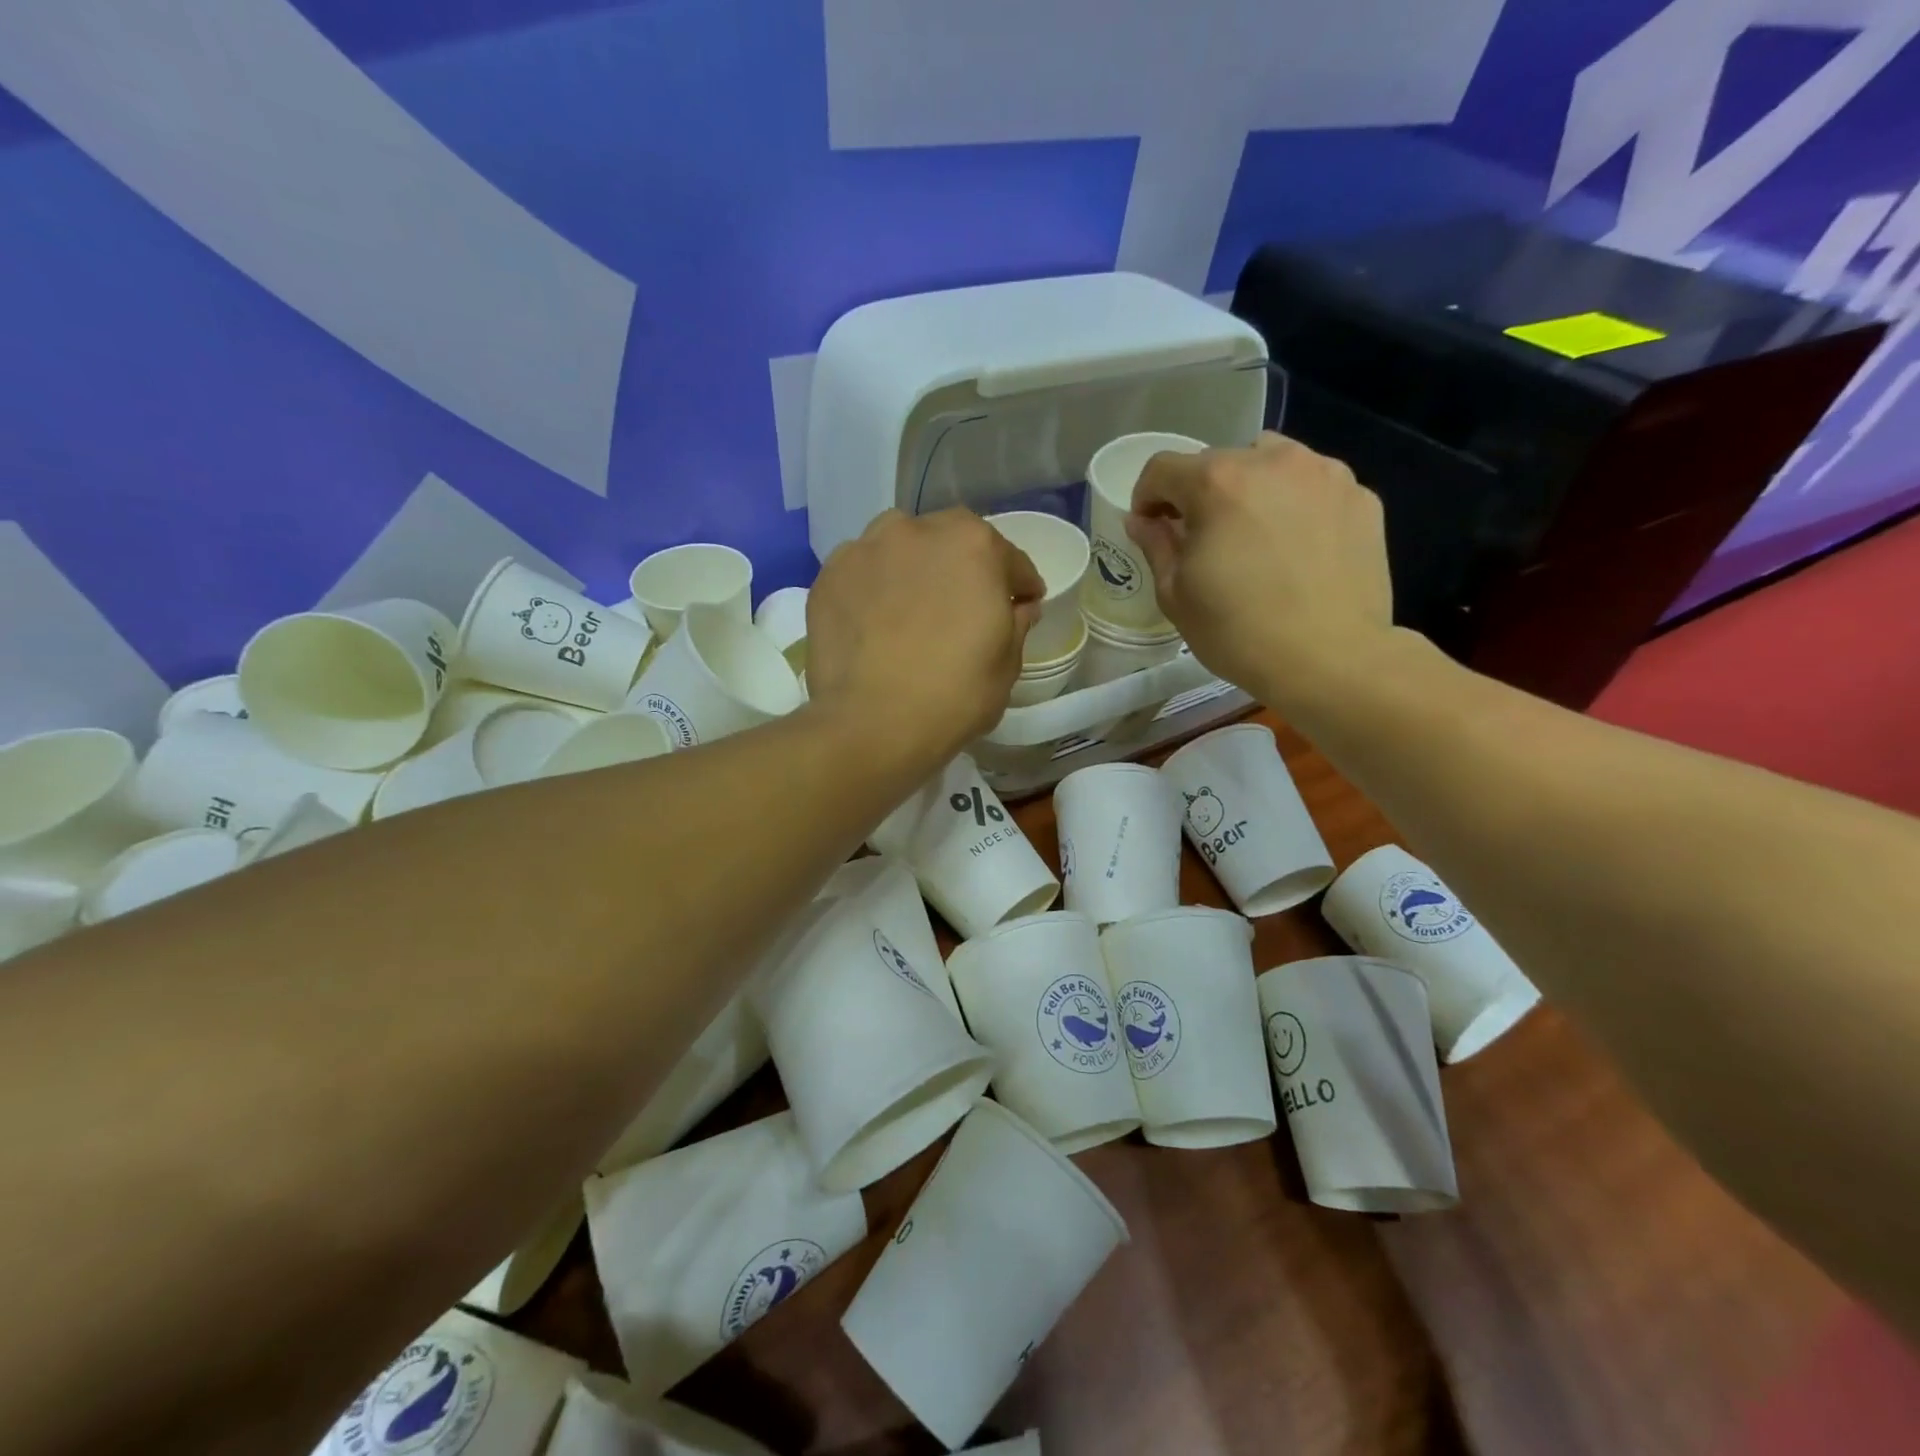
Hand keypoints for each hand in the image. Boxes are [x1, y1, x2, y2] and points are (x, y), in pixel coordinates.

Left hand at [807, 509, 1043, 763]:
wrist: (871, 726)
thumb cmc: (953, 696)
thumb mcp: (1007, 665)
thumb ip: (1016, 623)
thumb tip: (1018, 605)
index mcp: (973, 545)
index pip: (1009, 560)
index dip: (1019, 586)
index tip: (1021, 605)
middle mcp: (918, 530)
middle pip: (950, 542)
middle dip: (962, 569)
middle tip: (962, 609)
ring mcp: (866, 549)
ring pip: (900, 549)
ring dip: (913, 569)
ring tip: (912, 608)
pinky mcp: (829, 576)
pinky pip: (863, 574)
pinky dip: (873, 589)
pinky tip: (874, 622)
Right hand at [1126, 433, 1394, 711]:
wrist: (1331, 659)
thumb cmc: (1238, 632)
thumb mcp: (1176, 595)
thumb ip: (1156, 545)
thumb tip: (1142, 521)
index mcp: (1217, 482)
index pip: (1163, 468)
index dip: (1147, 497)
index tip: (1151, 528)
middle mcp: (1272, 461)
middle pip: (1219, 462)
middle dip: (1201, 495)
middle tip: (1204, 540)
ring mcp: (1324, 475)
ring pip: (1271, 463)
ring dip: (1251, 489)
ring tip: (1255, 535)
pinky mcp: (1361, 498)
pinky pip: (1313, 487)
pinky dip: (1296, 505)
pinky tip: (1297, 549)